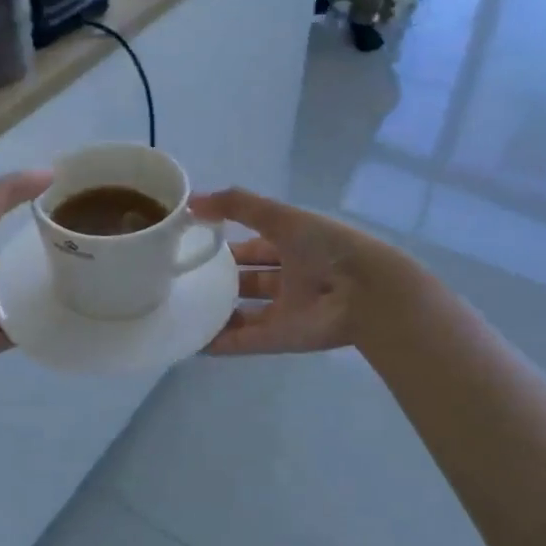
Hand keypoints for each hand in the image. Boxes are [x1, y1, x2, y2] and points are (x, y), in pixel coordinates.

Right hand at [187, 188, 410, 355]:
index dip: (225, 242)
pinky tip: (192, 341)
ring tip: (181, 310)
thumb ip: (237, 205)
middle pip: (247, 279)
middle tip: (181, 279)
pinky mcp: (280, 339)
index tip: (191, 244)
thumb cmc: (324, 248)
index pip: (253, 244)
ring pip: (243, 312)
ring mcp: (284, 311)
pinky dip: (220, 343)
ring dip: (217, 312)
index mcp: (293, 246)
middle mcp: (289, 278)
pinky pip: (244, 341)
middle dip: (219, 279)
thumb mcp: (280, 216)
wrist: (365, 293)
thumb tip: (192, 202)